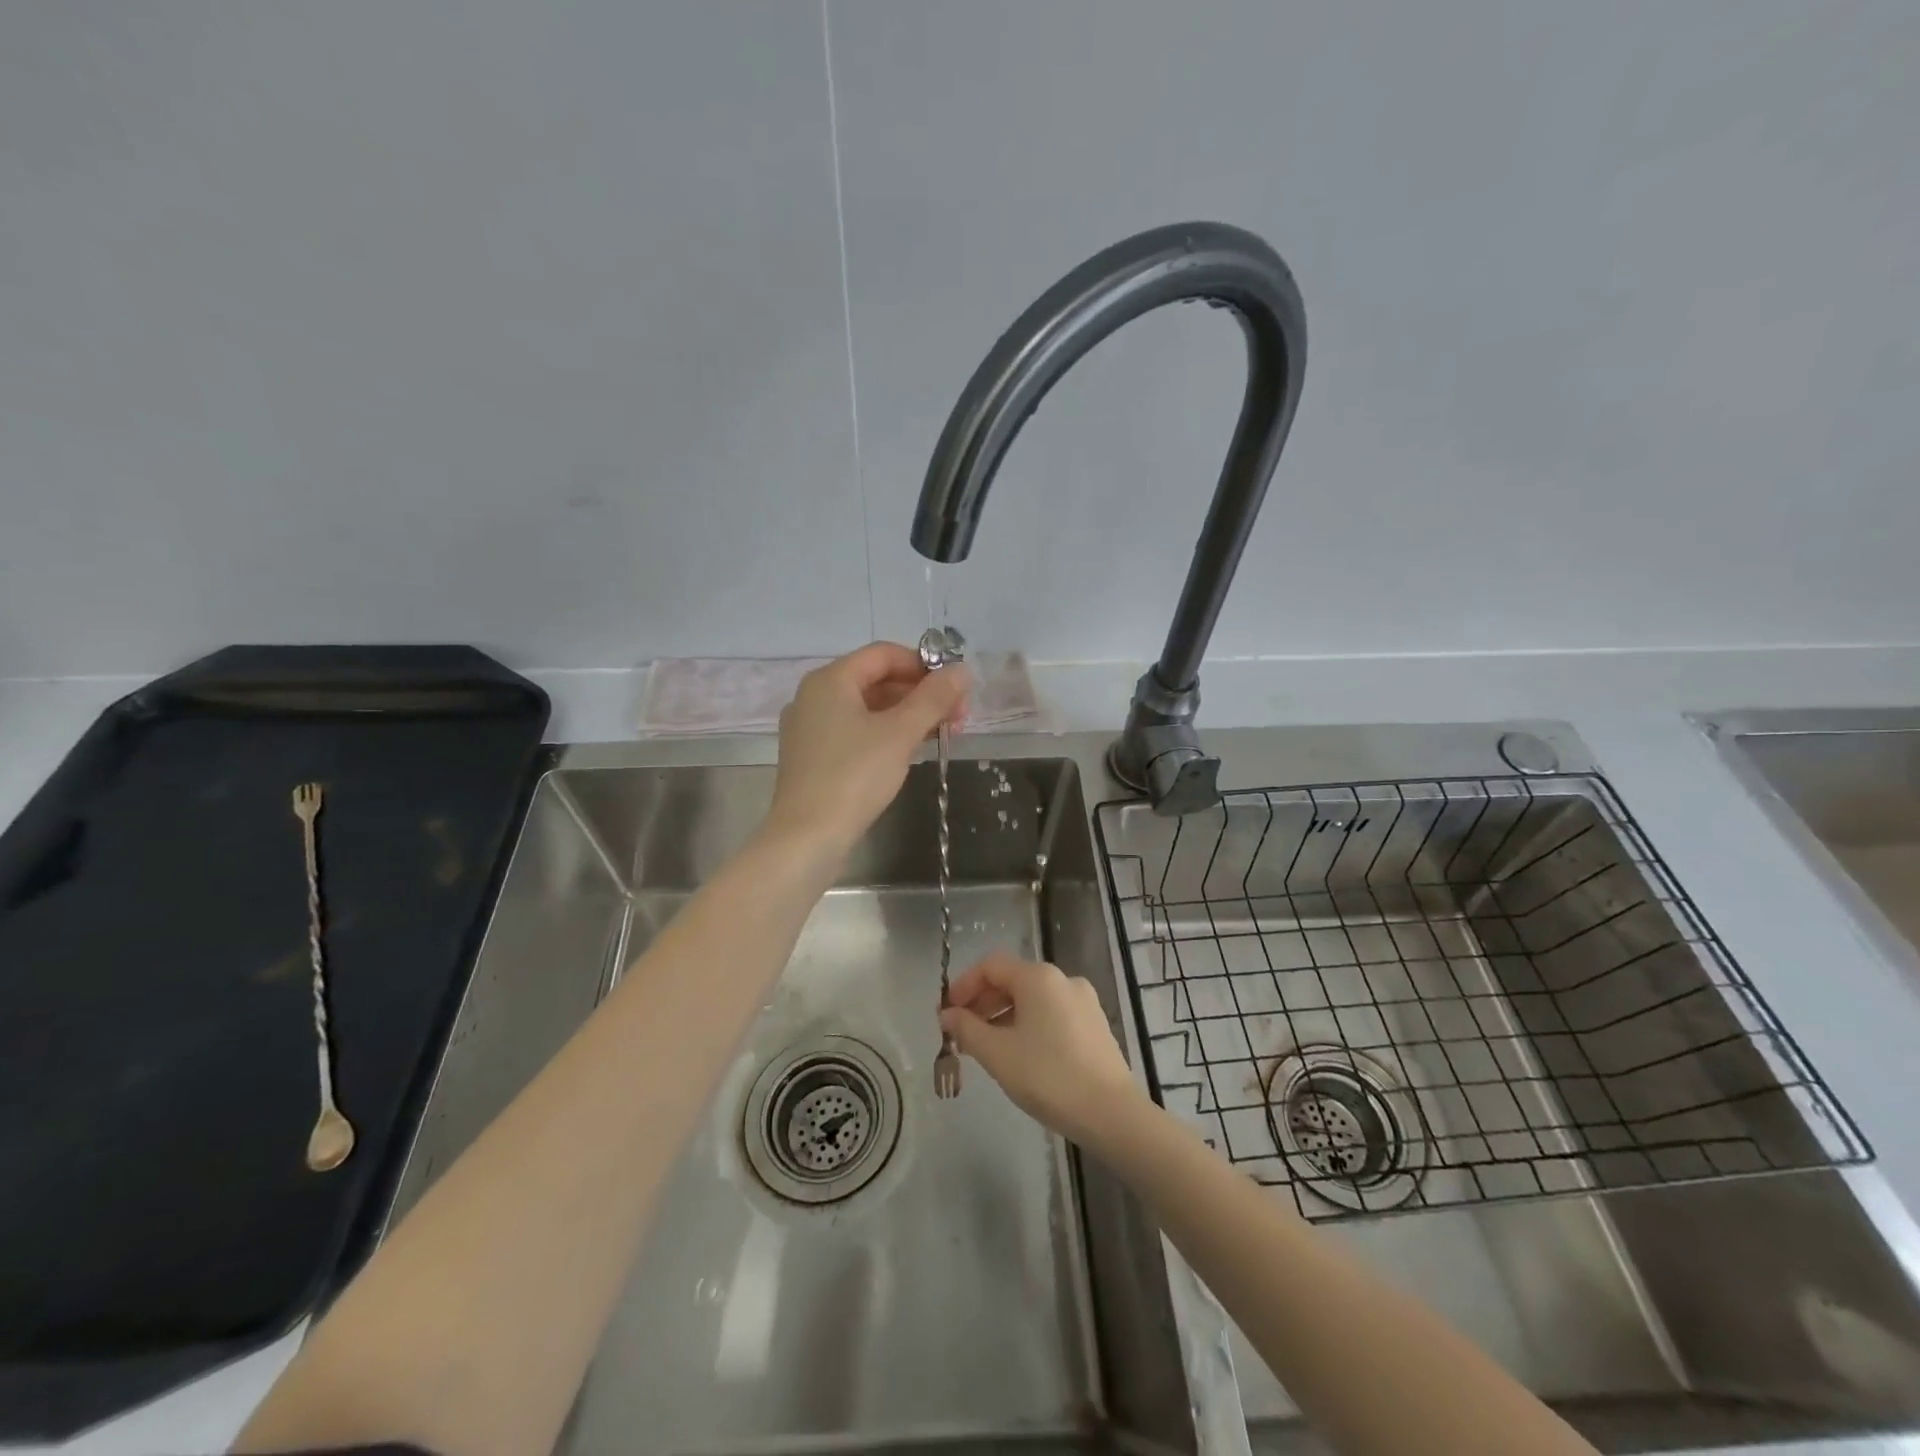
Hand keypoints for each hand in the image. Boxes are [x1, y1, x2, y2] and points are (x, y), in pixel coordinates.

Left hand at [765, 642, 969, 858]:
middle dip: (920, 694)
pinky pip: (855, 732)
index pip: (884, 654)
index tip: (955, 689)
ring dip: (907, 716)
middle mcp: (814, 696)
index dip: (923, 665)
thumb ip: (933, 698)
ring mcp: (811, 728)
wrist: (807, 838)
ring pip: (867, 708)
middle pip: (876, 680)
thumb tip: (962, 670)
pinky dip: (886, 734)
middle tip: (957, 717)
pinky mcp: (813, 757)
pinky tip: (911, 751)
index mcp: (830, 680)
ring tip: (942, 735)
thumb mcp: (900, 733)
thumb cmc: (854, 776)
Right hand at [940, 953, 1144, 1145]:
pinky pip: (1052, 1013)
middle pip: (1013, 979)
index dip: (964, 985)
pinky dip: (1029, 1024)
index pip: (991, 965)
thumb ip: (967, 1029)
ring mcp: (1083, 1001)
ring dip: (1004, 1015)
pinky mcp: (1095, 1024)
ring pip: (1033, 998)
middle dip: (983, 1002)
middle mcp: (1063, 979)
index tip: (947, 1013)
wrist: (1110, 1113)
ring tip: (987, 1047)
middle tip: (962, 1033)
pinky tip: (1020, 1054)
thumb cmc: (1047, 1077)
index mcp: (1038, 977)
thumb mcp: (997, 1054)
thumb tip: (947, 1015)